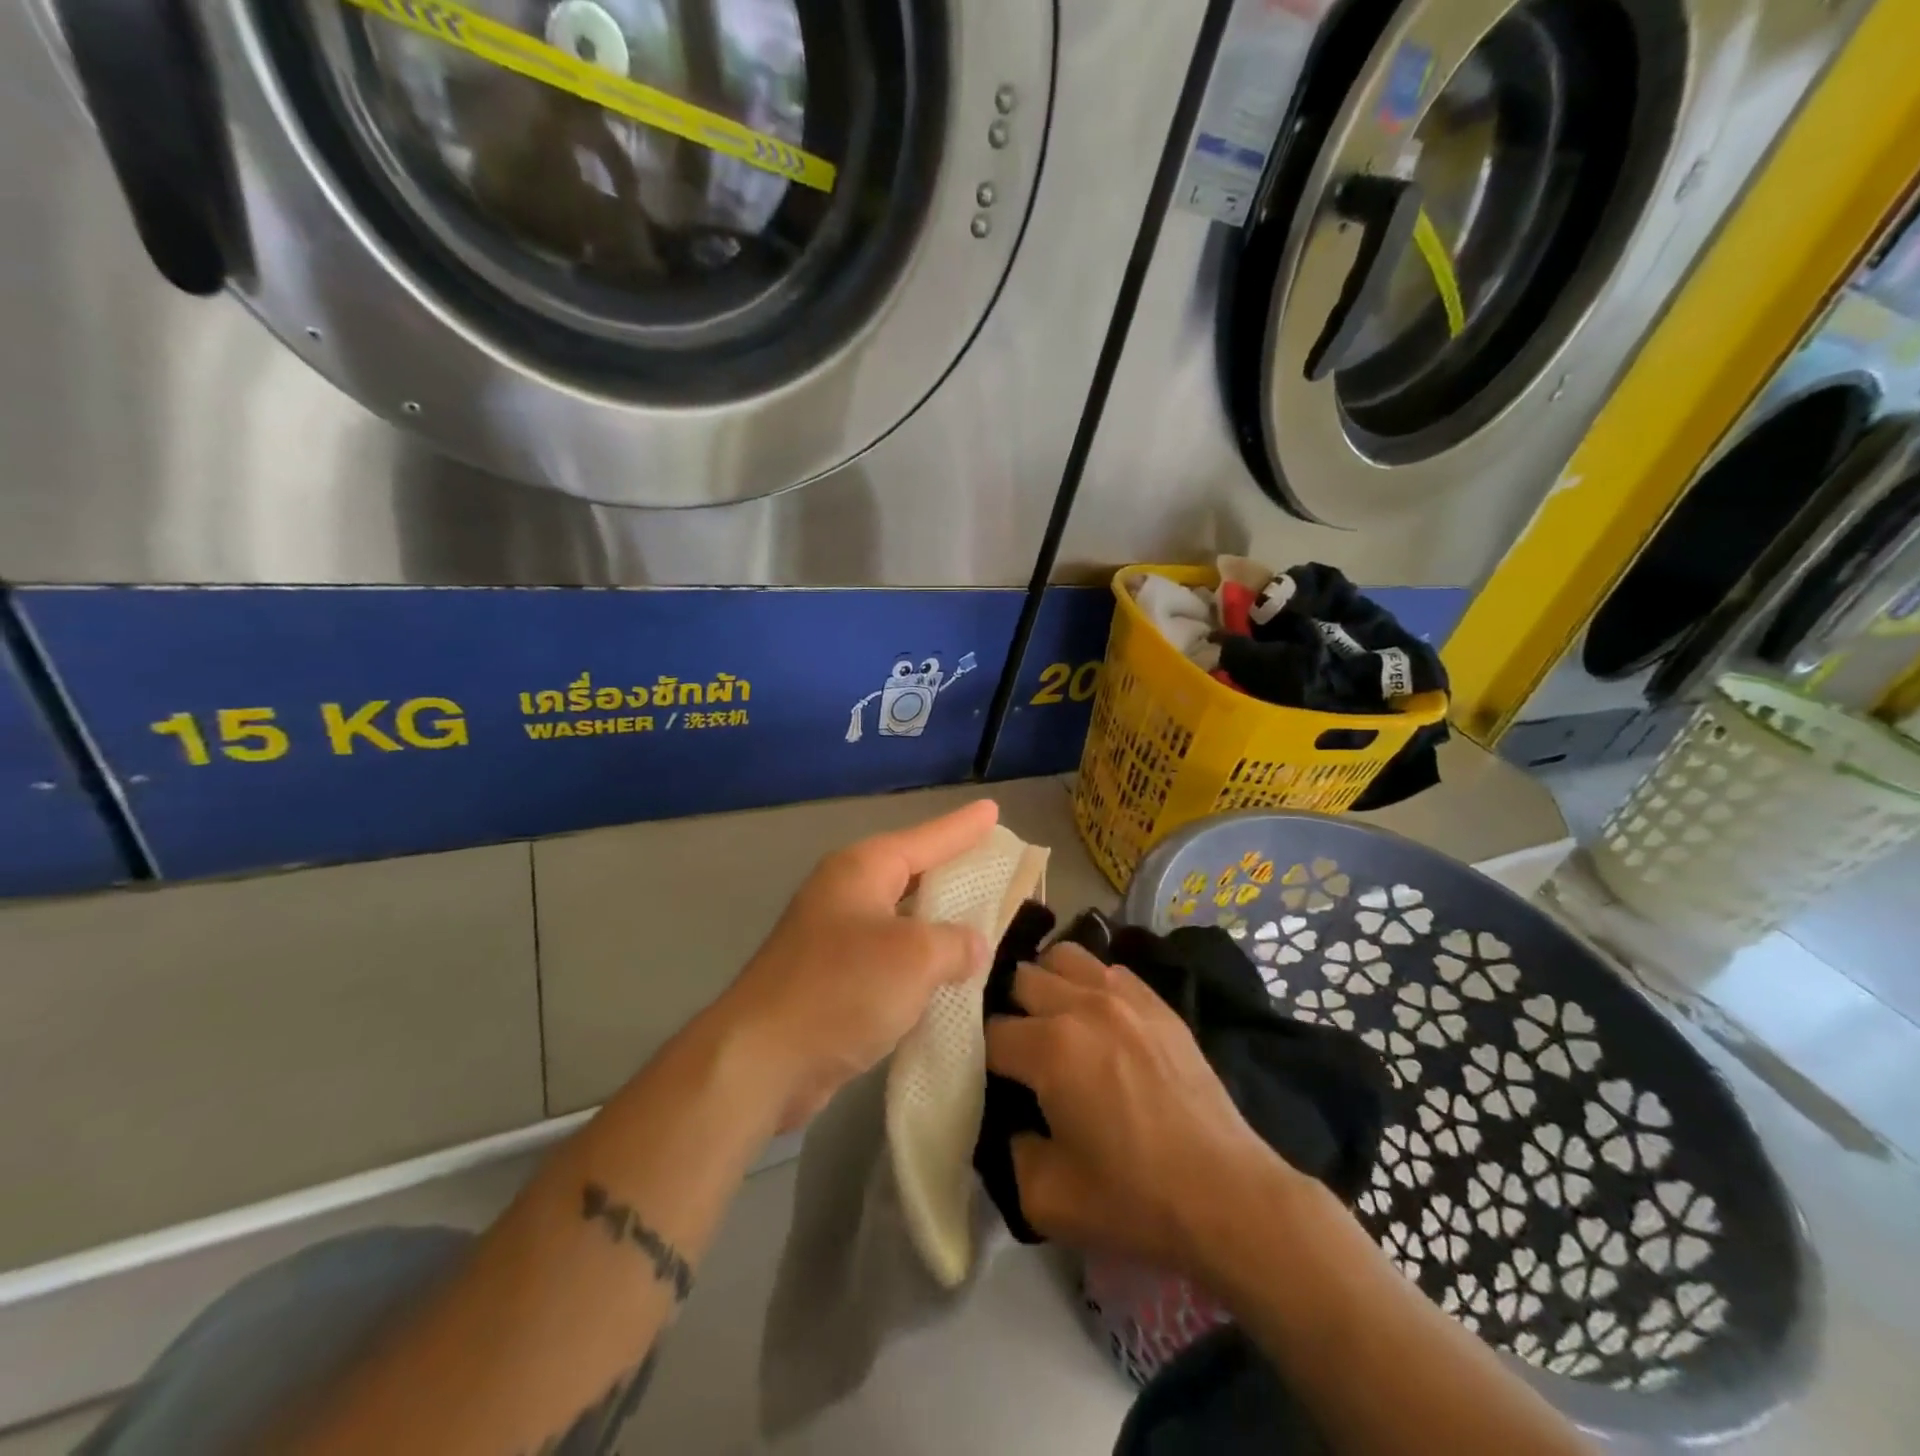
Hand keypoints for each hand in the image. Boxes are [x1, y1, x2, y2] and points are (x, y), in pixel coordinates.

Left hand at [718, 800, 998, 1132]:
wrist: (761, 1061)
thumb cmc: (841, 990)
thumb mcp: (915, 957)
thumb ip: (956, 943)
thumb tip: (972, 946)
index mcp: (862, 870)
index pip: (926, 839)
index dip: (963, 827)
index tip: (994, 809)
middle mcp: (846, 894)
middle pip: (912, 873)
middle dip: (953, 871)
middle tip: (995, 865)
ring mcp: (835, 938)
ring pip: (902, 919)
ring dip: (939, 924)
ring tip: (982, 920)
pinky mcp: (832, 980)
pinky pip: (890, 959)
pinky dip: (919, 965)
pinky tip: (948, 977)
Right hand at [985, 943, 1292, 1275]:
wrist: (1226, 1196)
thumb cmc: (1133, 1200)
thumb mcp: (1045, 1198)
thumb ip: (1009, 1149)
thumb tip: (1011, 1120)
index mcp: (1050, 1048)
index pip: (991, 1032)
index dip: (982, 1057)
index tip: (991, 1080)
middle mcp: (1082, 1005)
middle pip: (1021, 978)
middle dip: (1010, 1010)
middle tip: (1019, 1049)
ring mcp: (1124, 996)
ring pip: (1063, 956)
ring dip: (1048, 983)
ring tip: (1053, 1019)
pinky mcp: (1157, 1002)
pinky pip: (1107, 969)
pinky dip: (1090, 984)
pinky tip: (1098, 1019)